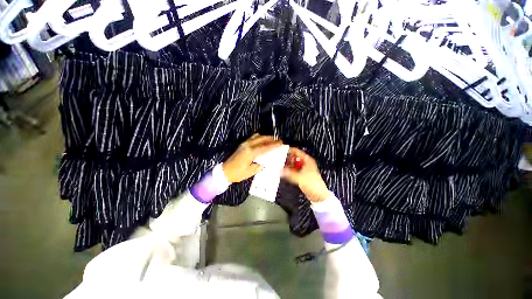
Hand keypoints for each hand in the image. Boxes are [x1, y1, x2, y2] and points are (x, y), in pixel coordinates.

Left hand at [223, 134, 281, 182]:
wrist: (225, 171)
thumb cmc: (238, 173)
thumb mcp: (251, 171)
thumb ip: (260, 164)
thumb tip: (267, 161)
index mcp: (251, 152)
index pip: (265, 147)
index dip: (274, 145)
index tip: (281, 143)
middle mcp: (248, 145)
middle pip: (262, 139)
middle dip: (271, 139)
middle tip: (279, 140)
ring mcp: (244, 144)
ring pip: (257, 137)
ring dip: (266, 137)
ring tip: (273, 139)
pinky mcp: (242, 145)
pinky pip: (252, 138)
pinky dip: (259, 137)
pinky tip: (263, 140)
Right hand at [281, 147, 328, 201]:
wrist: (318, 195)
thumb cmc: (313, 184)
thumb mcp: (299, 178)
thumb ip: (289, 174)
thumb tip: (279, 170)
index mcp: (307, 160)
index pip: (296, 151)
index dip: (289, 150)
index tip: (280, 151)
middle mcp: (305, 163)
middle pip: (294, 157)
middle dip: (286, 159)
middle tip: (277, 160)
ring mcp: (303, 169)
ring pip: (293, 164)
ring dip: (287, 165)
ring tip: (279, 166)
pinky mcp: (301, 175)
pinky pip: (293, 170)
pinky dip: (289, 170)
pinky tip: (283, 172)